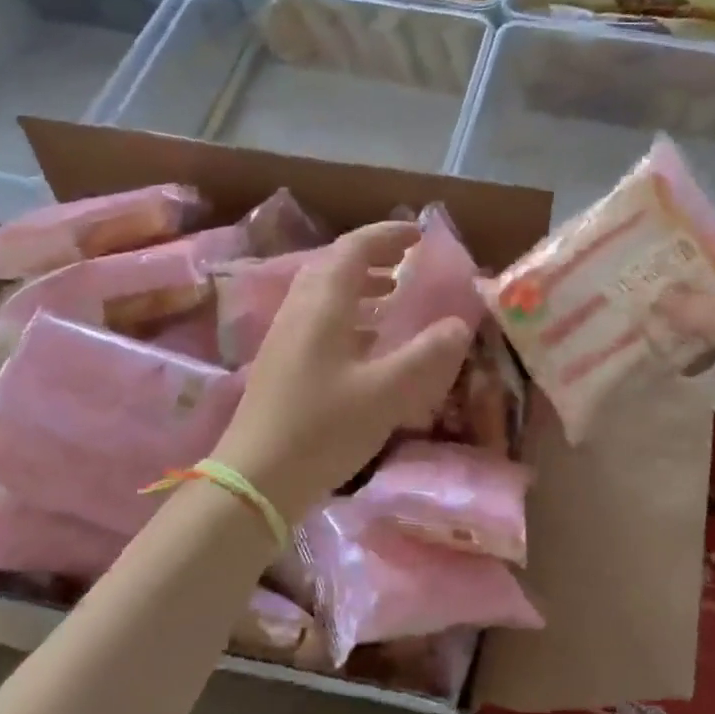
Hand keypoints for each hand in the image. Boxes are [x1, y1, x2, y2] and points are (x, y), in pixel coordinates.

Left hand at [214, 221, 470, 522]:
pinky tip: (368, 343)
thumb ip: (426, 355)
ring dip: (360, 285)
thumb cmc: (322, 429)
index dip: (388, 235)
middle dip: (373, 257)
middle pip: (334, 265)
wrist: (255, 479)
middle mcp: (299, 310)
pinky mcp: (281, 361)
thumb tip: (459, 323)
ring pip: (324, 292)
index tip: (420, 234)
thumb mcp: (386, 393)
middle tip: (408, 263)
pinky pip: (318, 318)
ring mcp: (285, 336)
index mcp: (322, 306)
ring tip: (393, 296)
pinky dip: (348, 313)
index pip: (354, 248)